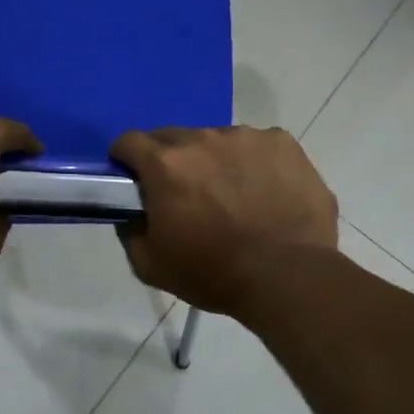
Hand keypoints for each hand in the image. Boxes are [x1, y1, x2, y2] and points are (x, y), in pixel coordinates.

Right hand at [110, 126, 336, 312]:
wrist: (288, 277)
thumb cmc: (213, 273)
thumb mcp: (150, 265)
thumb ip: (130, 231)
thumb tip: (131, 213)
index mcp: (165, 163)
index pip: (129, 141)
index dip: (126, 160)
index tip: (134, 180)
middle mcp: (202, 138)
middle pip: (173, 138)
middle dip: (171, 161)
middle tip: (185, 194)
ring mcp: (246, 137)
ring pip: (217, 141)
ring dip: (215, 161)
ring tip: (233, 196)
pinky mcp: (282, 143)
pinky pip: (257, 146)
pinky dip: (254, 164)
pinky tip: (266, 193)